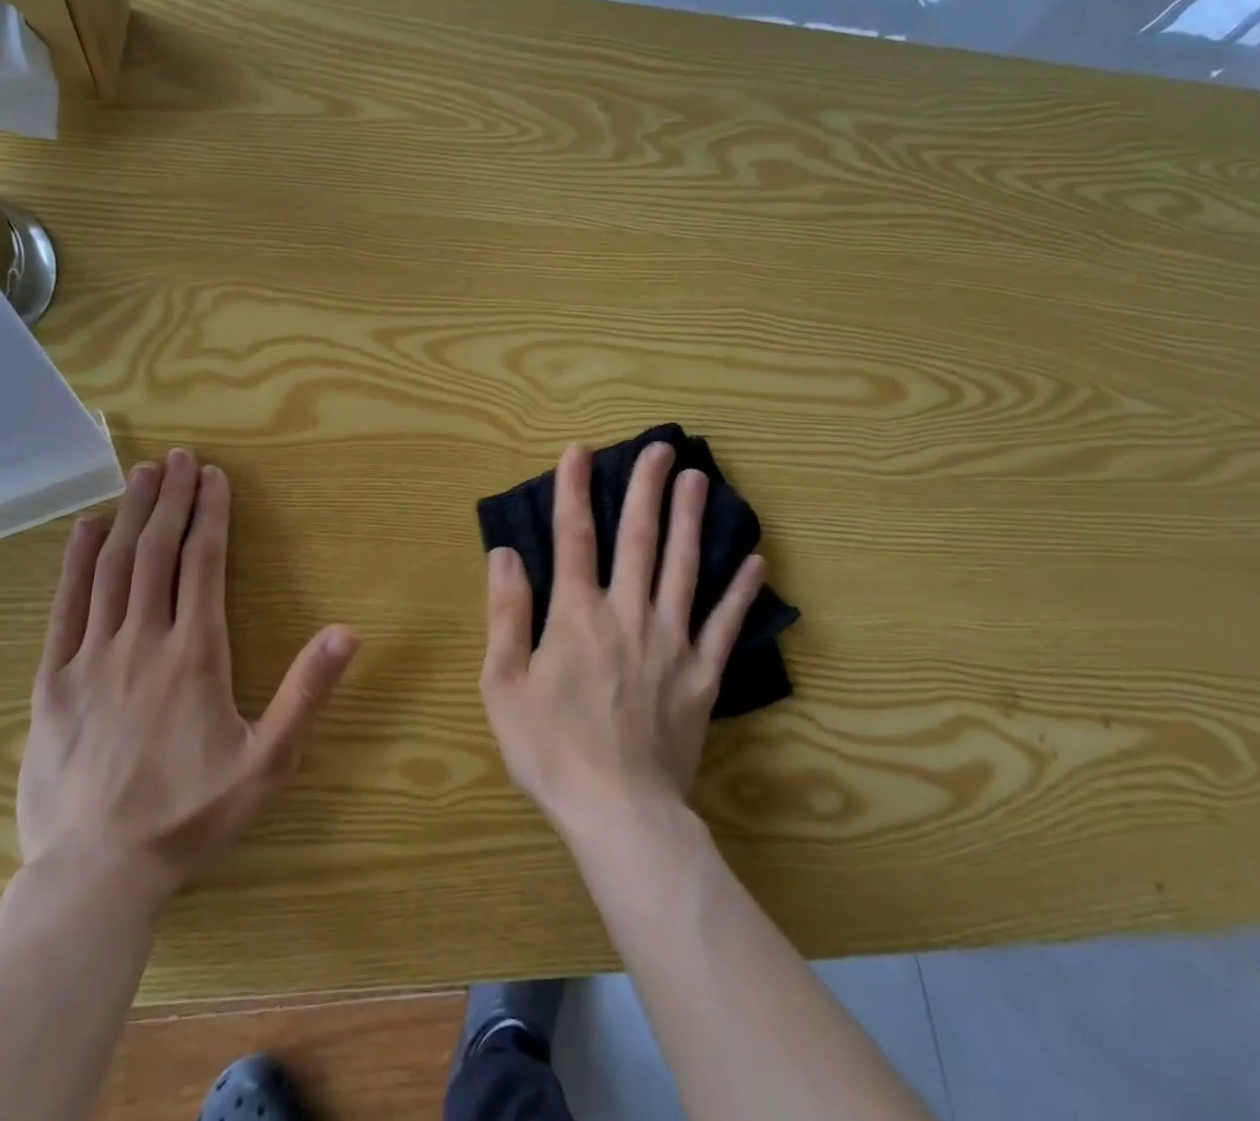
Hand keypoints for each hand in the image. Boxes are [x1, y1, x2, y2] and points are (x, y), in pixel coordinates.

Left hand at [17, 449, 359, 900]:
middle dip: (171, 499)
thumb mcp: (269, 763)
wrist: (94, 878)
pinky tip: (85, 531)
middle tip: (179, 457)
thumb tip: (348, 631)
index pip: (204, 563)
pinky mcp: (52, 682)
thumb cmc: (191, 817)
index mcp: (195, 654)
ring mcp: (90, 658)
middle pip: (157, 552)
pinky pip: (65, 607)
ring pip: (112, 568)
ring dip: (129, 516)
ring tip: (141, 475)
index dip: (211, 514)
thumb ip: (309, 693)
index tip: (215, 476)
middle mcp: (142, 641)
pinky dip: (75, 562)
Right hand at [479, 442, 764, 838]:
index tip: (580, 451)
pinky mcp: (702, 674)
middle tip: (662, 448)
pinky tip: (756, 561)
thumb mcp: (504, 684)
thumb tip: (504, 554)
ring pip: (685, 568)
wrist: (619, 812)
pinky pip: (725, 624)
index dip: (574, 490)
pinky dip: (741, 591)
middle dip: (647, 489)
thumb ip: (506, 613)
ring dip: (692, 520)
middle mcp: (628, 614)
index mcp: (577, 615)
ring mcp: (672, 642)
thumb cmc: (551, 749)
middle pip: (639, 539)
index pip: (573, 537)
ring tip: (701, 480)